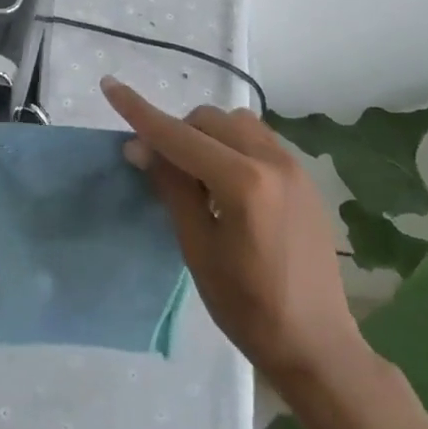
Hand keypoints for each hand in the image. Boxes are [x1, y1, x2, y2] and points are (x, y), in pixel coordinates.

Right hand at [102, 77, 360, 390]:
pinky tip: (228, 185)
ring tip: (199, 178)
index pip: (179, 136)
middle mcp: (272, 160)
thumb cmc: (247, 307)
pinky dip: (232, 146)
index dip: (140, 112)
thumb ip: (172, 188)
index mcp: (243, 182)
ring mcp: (293, 166)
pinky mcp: (303, 177)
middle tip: (161, 171)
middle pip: (208, 120)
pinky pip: (258, 139)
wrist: (317, 343)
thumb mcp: (198, 249)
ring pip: (235, 123)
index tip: (110, 85)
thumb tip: (141, 147)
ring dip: (207, 136)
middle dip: (177, 133)